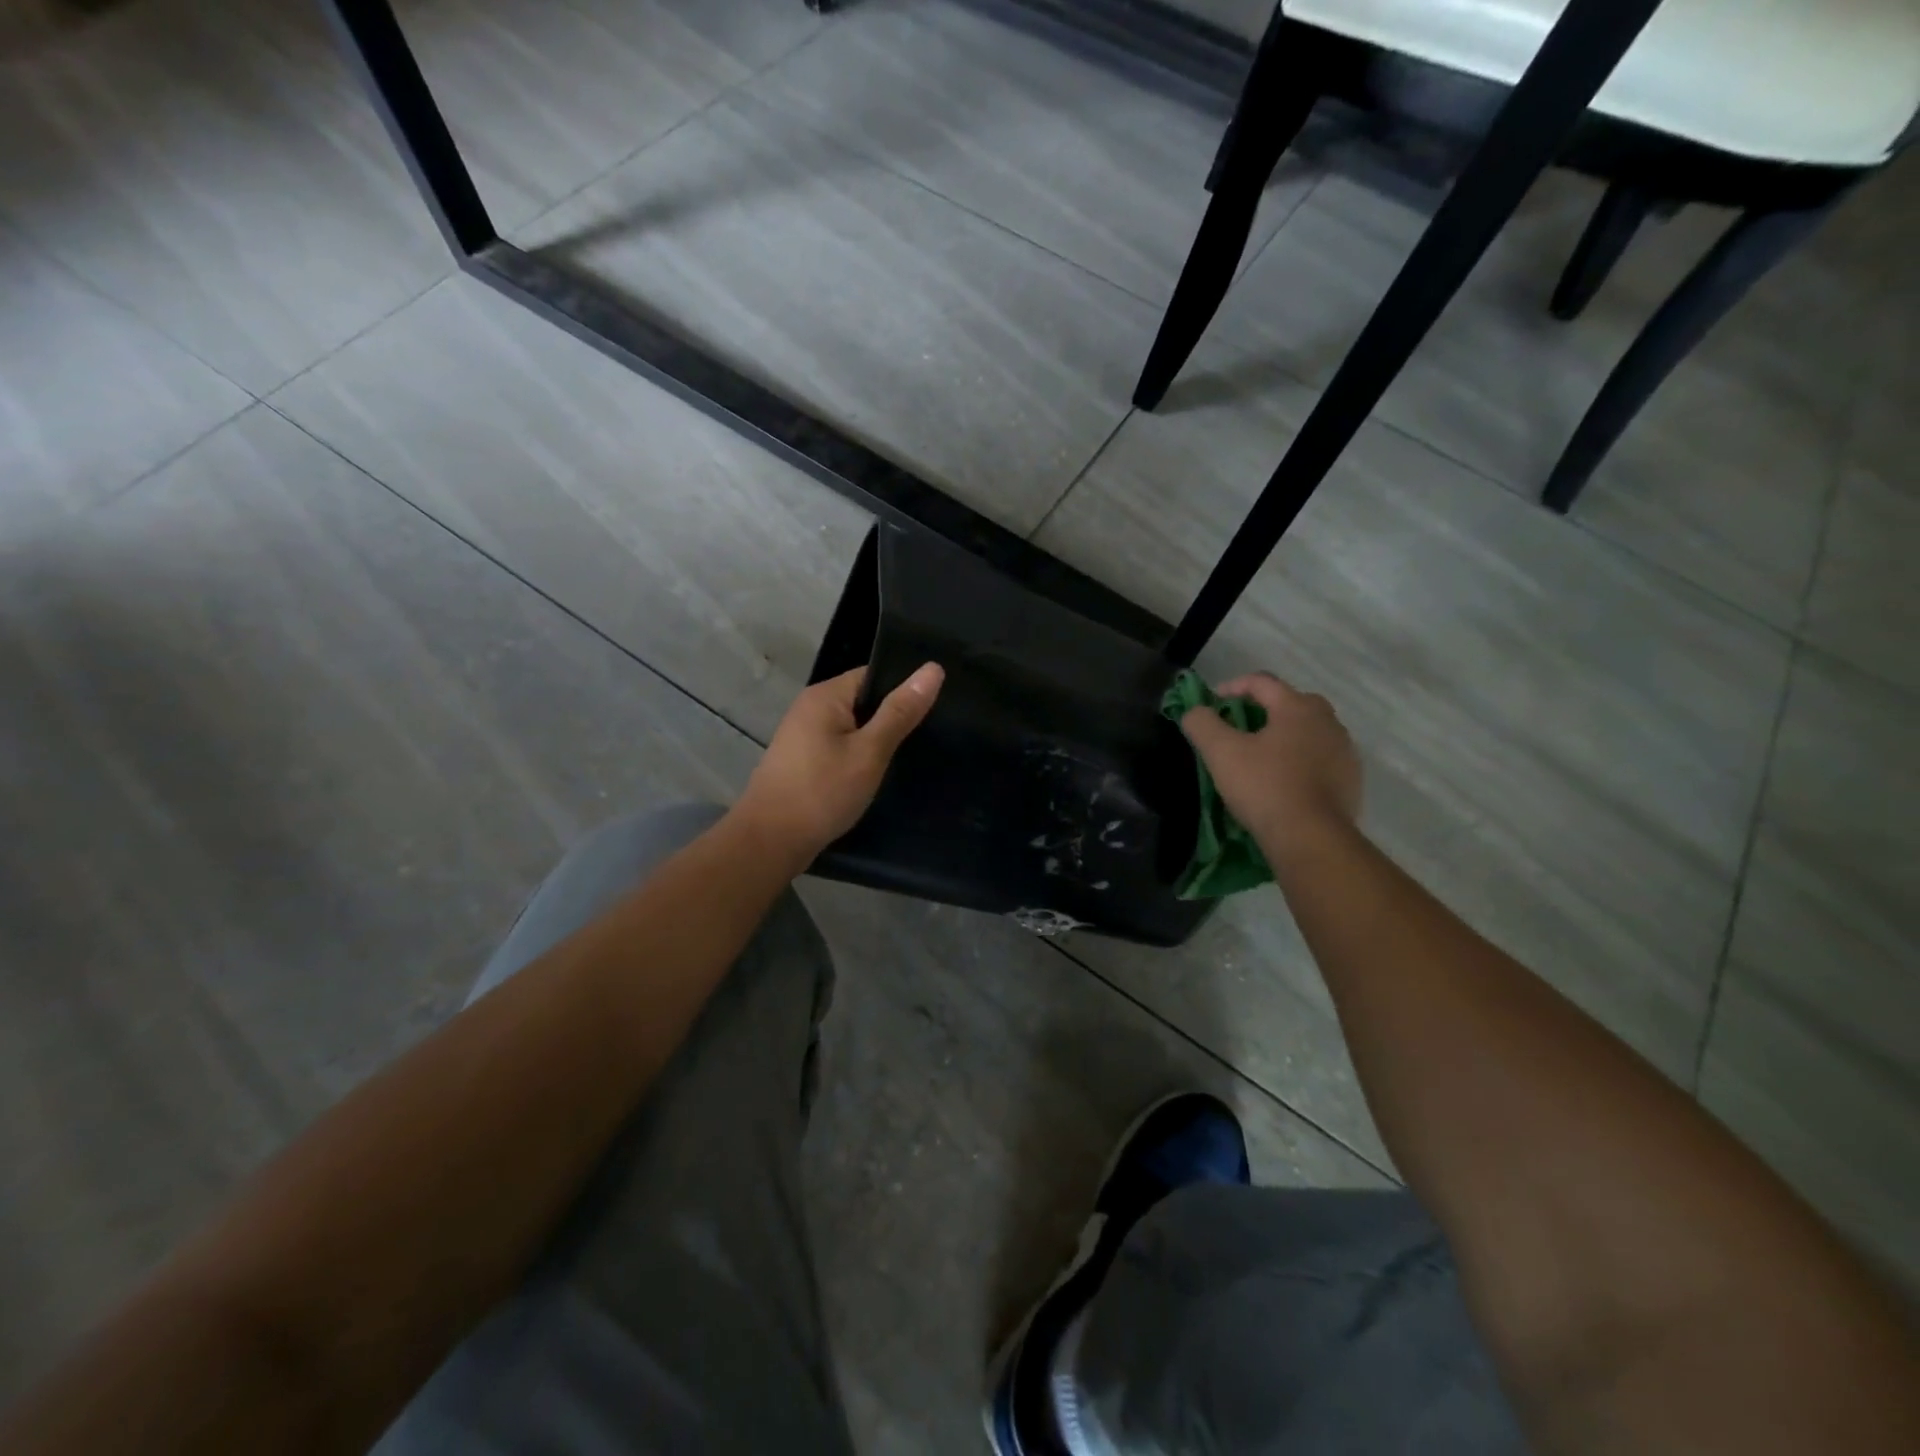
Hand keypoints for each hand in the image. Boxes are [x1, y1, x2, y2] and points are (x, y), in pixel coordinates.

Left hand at [734, 663, 944, 863]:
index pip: (874, 675)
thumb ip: (900, 712)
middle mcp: (811, 707)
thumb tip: (933, 668)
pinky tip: (877, 773)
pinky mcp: (802, 759)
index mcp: (825, 695)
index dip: (904, 689)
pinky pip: (840, 746)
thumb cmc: (822, 792)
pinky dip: (859, 756)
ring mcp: (803, 734)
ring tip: (911, 754)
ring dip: (876, 740)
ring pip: (853, 726)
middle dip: (893, 717)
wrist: (770, 841)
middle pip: (863, 700)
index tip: (936, 707)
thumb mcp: (870, 752)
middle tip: (930, 734)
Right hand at [1179, 672, 1360, 865]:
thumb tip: (1194, 711)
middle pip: (1290, 703)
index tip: (1211, 704)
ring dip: (1283, 737)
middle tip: (1238, 729)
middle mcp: (1328, 722)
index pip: (1261, 682)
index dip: (1231, 687)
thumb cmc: (1264, 787)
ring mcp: (1345, 752)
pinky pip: (1320, 760)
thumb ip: (1202, 724)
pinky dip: (1300, 762)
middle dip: (1262, 710)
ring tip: (1259, 757)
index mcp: (1298, 707)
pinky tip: (1284, 782)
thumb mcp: (1221, 752)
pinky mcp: (1351, 781)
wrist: (1312, 838)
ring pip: (1308, 732)